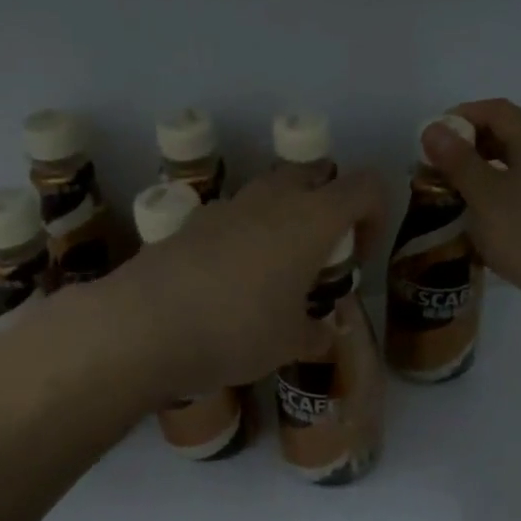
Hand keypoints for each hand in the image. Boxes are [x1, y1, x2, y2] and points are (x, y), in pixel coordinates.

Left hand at [96, 169, 384, 398]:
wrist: (144, 326)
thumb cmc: (237, 331)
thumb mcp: (289, 344)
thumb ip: (317, 335)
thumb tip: (325, 335)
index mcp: (310, 219)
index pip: (365, 187)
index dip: (376, 215)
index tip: (359, 256)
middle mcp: (270, 200)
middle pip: (314, 175)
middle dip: (327, 205)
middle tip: (319, 255)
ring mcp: (224, 208)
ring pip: (268, 193)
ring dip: (283, 220)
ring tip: (273, 274)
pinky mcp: (188, 224)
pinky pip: (231, 219)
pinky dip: (243, 238)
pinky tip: (228, 285)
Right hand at [421, 99, 520, 338]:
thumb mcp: (486, 195)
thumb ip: (457, 160)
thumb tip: (432, 128)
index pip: (495, 110)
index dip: (459, 117)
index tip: (428, 140)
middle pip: (502, 137)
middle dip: (464, 149)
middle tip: (432, 171)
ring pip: (507, 170)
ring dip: (475, 177)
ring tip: (445, 197)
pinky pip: (514, 197)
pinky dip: (490, 201)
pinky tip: (471, 223)